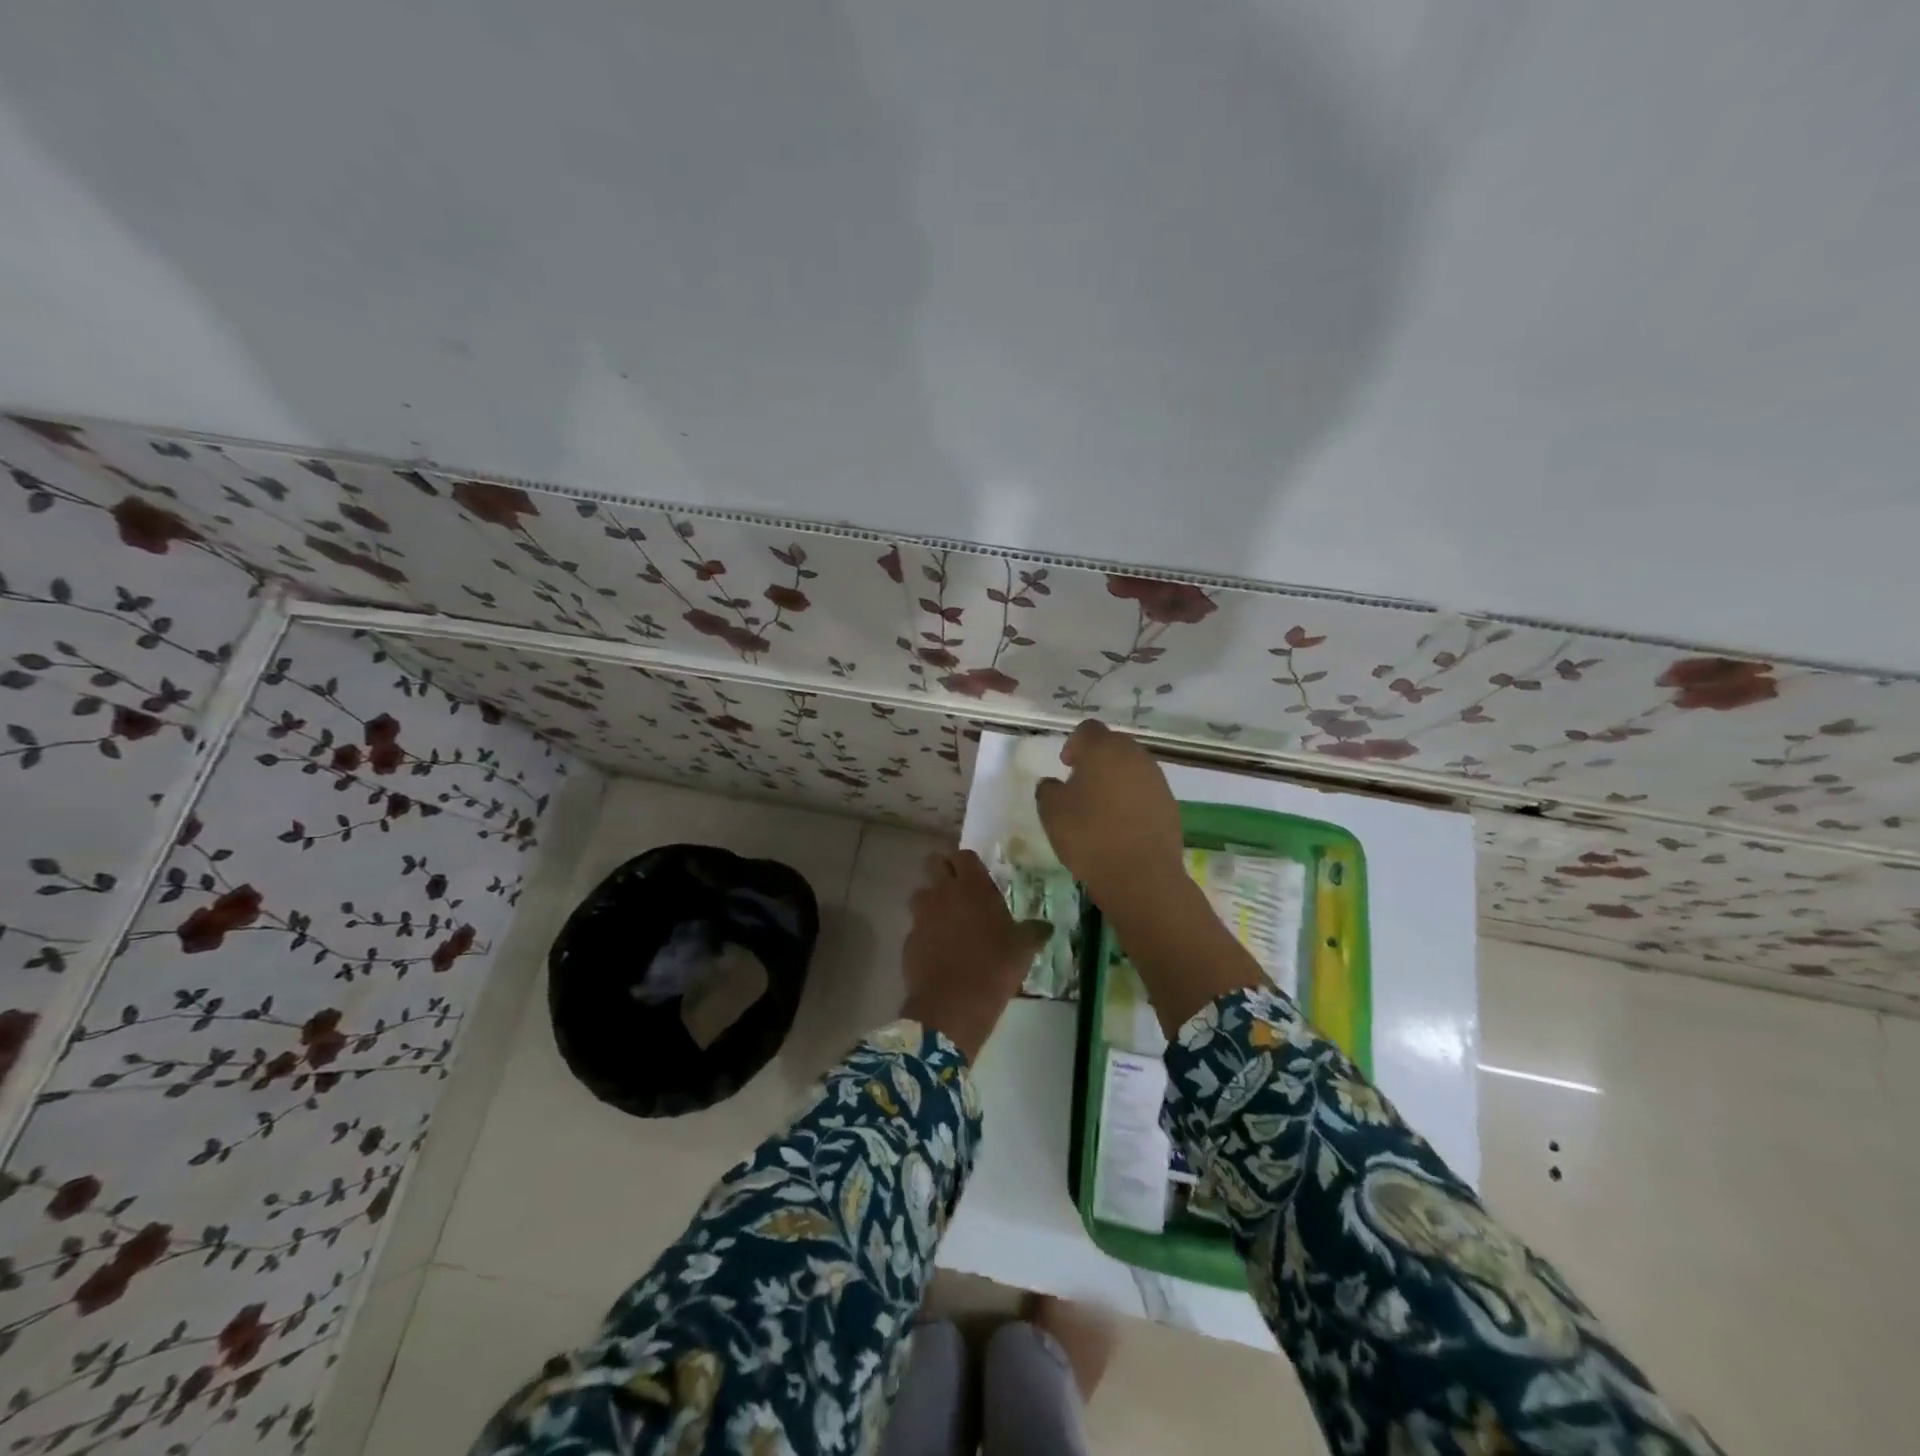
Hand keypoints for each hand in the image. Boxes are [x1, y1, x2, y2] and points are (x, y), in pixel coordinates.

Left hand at [900, 850, 1049, 1061]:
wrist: (952, 1005)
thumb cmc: (993, 968)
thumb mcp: (1023, 950)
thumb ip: (1034, 932)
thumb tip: (1046, 926)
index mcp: (972, 887)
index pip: (963, 855)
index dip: (968, 862)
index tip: (977, 875)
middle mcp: (943, 893)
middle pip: (934, 863)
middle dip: (944, 870)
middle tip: (959, 889)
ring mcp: (922, 915)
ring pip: (920, 893)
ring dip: (931, 900)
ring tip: (947, 919)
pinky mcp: (909, 939)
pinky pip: (916, 926)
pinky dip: (925, 931)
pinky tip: (938, 949)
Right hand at [1035, 720, 1185, 905]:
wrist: (1140, 875)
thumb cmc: (1089, 836)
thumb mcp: (1051, 812)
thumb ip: (1048, 789)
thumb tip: (1054, 784)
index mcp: (1103, 749)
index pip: (1088, 729)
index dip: (1074, 743)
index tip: (1066, 765)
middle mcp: (1134, 756)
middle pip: (1113, 745)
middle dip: (1097, 759)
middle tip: (1081, 785)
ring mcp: (1156, 779)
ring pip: (1132, 768)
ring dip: (1116, 779)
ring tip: (1101, 808)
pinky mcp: (1170, 804)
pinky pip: (1145, 791)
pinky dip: (1132, 800)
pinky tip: (1121, 825)